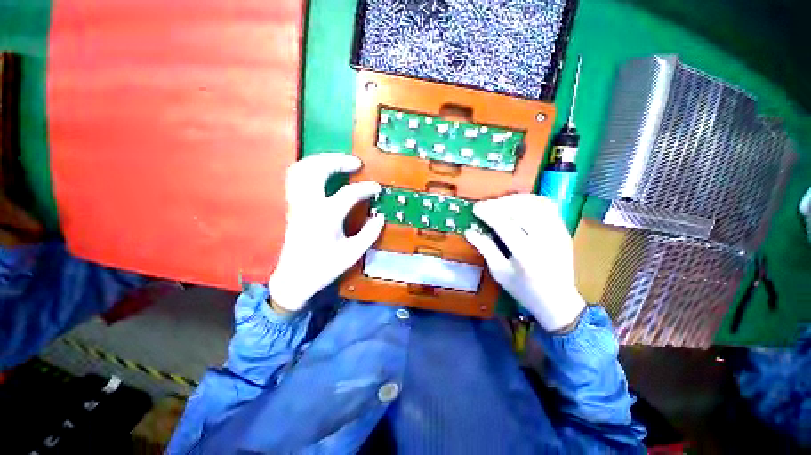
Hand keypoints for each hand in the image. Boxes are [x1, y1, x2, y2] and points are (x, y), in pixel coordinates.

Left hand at [268, 153, 383, 312]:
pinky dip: (308, 169)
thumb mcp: (352, 253)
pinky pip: (295, 178)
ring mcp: (297, 204)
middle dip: (338, 161)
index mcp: (326, 217)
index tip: (376, 188)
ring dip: (321, 161)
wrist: (295, 279)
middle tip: (356, 163)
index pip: (349, 193)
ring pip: (302, 169)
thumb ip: (369, 234)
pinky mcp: (292, 206)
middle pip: (318, 170)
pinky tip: (321, 172)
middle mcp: (309, 205)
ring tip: (339, 162)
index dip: (366, 188)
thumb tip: (380, 217)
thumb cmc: (324, 267)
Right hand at [465, 194, 585, 331]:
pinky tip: (519, 204)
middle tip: (486, 205)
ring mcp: (557, 233)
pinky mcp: (564, 230)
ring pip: (535, 204)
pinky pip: (548, 206)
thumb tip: (469, 231)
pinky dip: (531, 200)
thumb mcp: (500, 273)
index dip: (488, 212)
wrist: (559, 302)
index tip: (476, 208)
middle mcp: (544, 239)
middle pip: (520, 209)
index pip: (504, 224)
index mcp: (525, 254)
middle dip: (499, 203)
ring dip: (515, 199)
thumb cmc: (524, 290)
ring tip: (500, 203)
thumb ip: (485, 249)